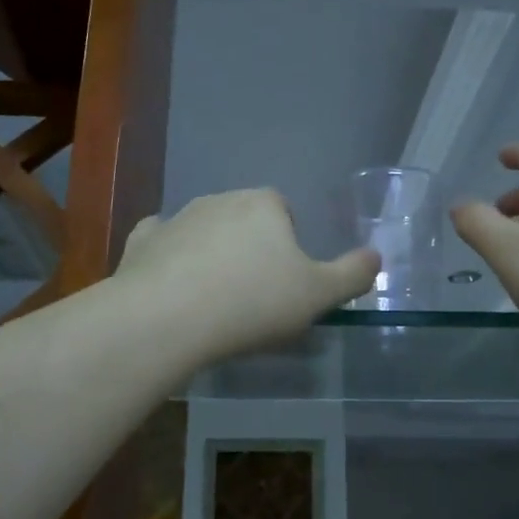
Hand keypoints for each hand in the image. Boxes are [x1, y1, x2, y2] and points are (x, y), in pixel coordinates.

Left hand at [116, 189, 380, 365]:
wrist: (168, 319)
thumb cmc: (252, 303)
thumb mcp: (318, 295)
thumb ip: (353, 275)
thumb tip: (377, 257)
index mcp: (264, 204)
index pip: (284, 212)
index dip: (289, 245)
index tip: (286, 282)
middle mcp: (220, 199)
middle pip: (243, 220)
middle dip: (250, 248)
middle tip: (253, 296)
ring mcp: (176, 218)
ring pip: (203, 231)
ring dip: (211, 255)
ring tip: (214, 302)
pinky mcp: (142, 242)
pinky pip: (161, 242)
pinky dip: (168, 257)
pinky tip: (171, 286)